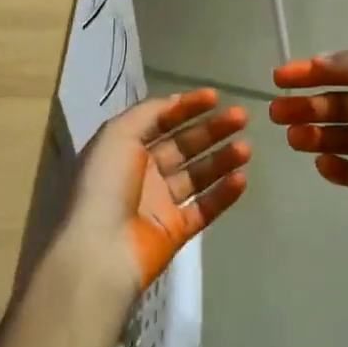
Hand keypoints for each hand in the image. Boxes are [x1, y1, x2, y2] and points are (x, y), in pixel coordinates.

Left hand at [57, 89, 249, 303]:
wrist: (100, 250)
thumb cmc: (105, 184)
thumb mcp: (118, 134)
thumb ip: (148, 113)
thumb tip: (175, 101)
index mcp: (124, 147)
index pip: (160, 120)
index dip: (186, 107)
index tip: (215, 97)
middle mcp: (142, 171)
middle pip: (183, 145)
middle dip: (211, 130)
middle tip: (241, 117)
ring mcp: (159, 203)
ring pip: (197, 175)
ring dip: (222, 159)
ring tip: (247, 148)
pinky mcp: (175, 231)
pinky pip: (204, 208)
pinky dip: (223, 194)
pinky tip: (242, 179)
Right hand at [269, 52, 347, 228]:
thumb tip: (318, 60)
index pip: (344, 71)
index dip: (310, 73)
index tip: (278, 79)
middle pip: (339, 105)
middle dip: (307, 106)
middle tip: (277, 114)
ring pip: (345, 137)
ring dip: (318, 135)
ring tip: (296, 140)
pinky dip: (339, 169)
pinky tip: (322, 165)